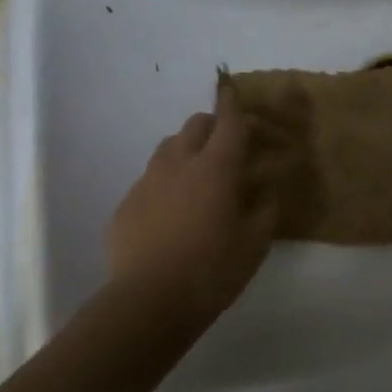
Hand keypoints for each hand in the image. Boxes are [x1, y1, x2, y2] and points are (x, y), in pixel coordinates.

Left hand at [106, 85, 276, 324]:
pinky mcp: (126, 204)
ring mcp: (147, 182)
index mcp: (216, 167)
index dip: (233, 103)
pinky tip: (172, 211)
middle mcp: (179, 163)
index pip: (228, 122)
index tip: (233, 89)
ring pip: (168, 148)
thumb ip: (265, 207)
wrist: (149, 301)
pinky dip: (166, 183)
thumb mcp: (256, 241)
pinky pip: (150, 180)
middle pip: (195, 125)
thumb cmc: (213, 269)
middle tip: (227, 145)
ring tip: (199, 176)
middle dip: (212, 125)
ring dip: (187, 149)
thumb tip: (265, 188)